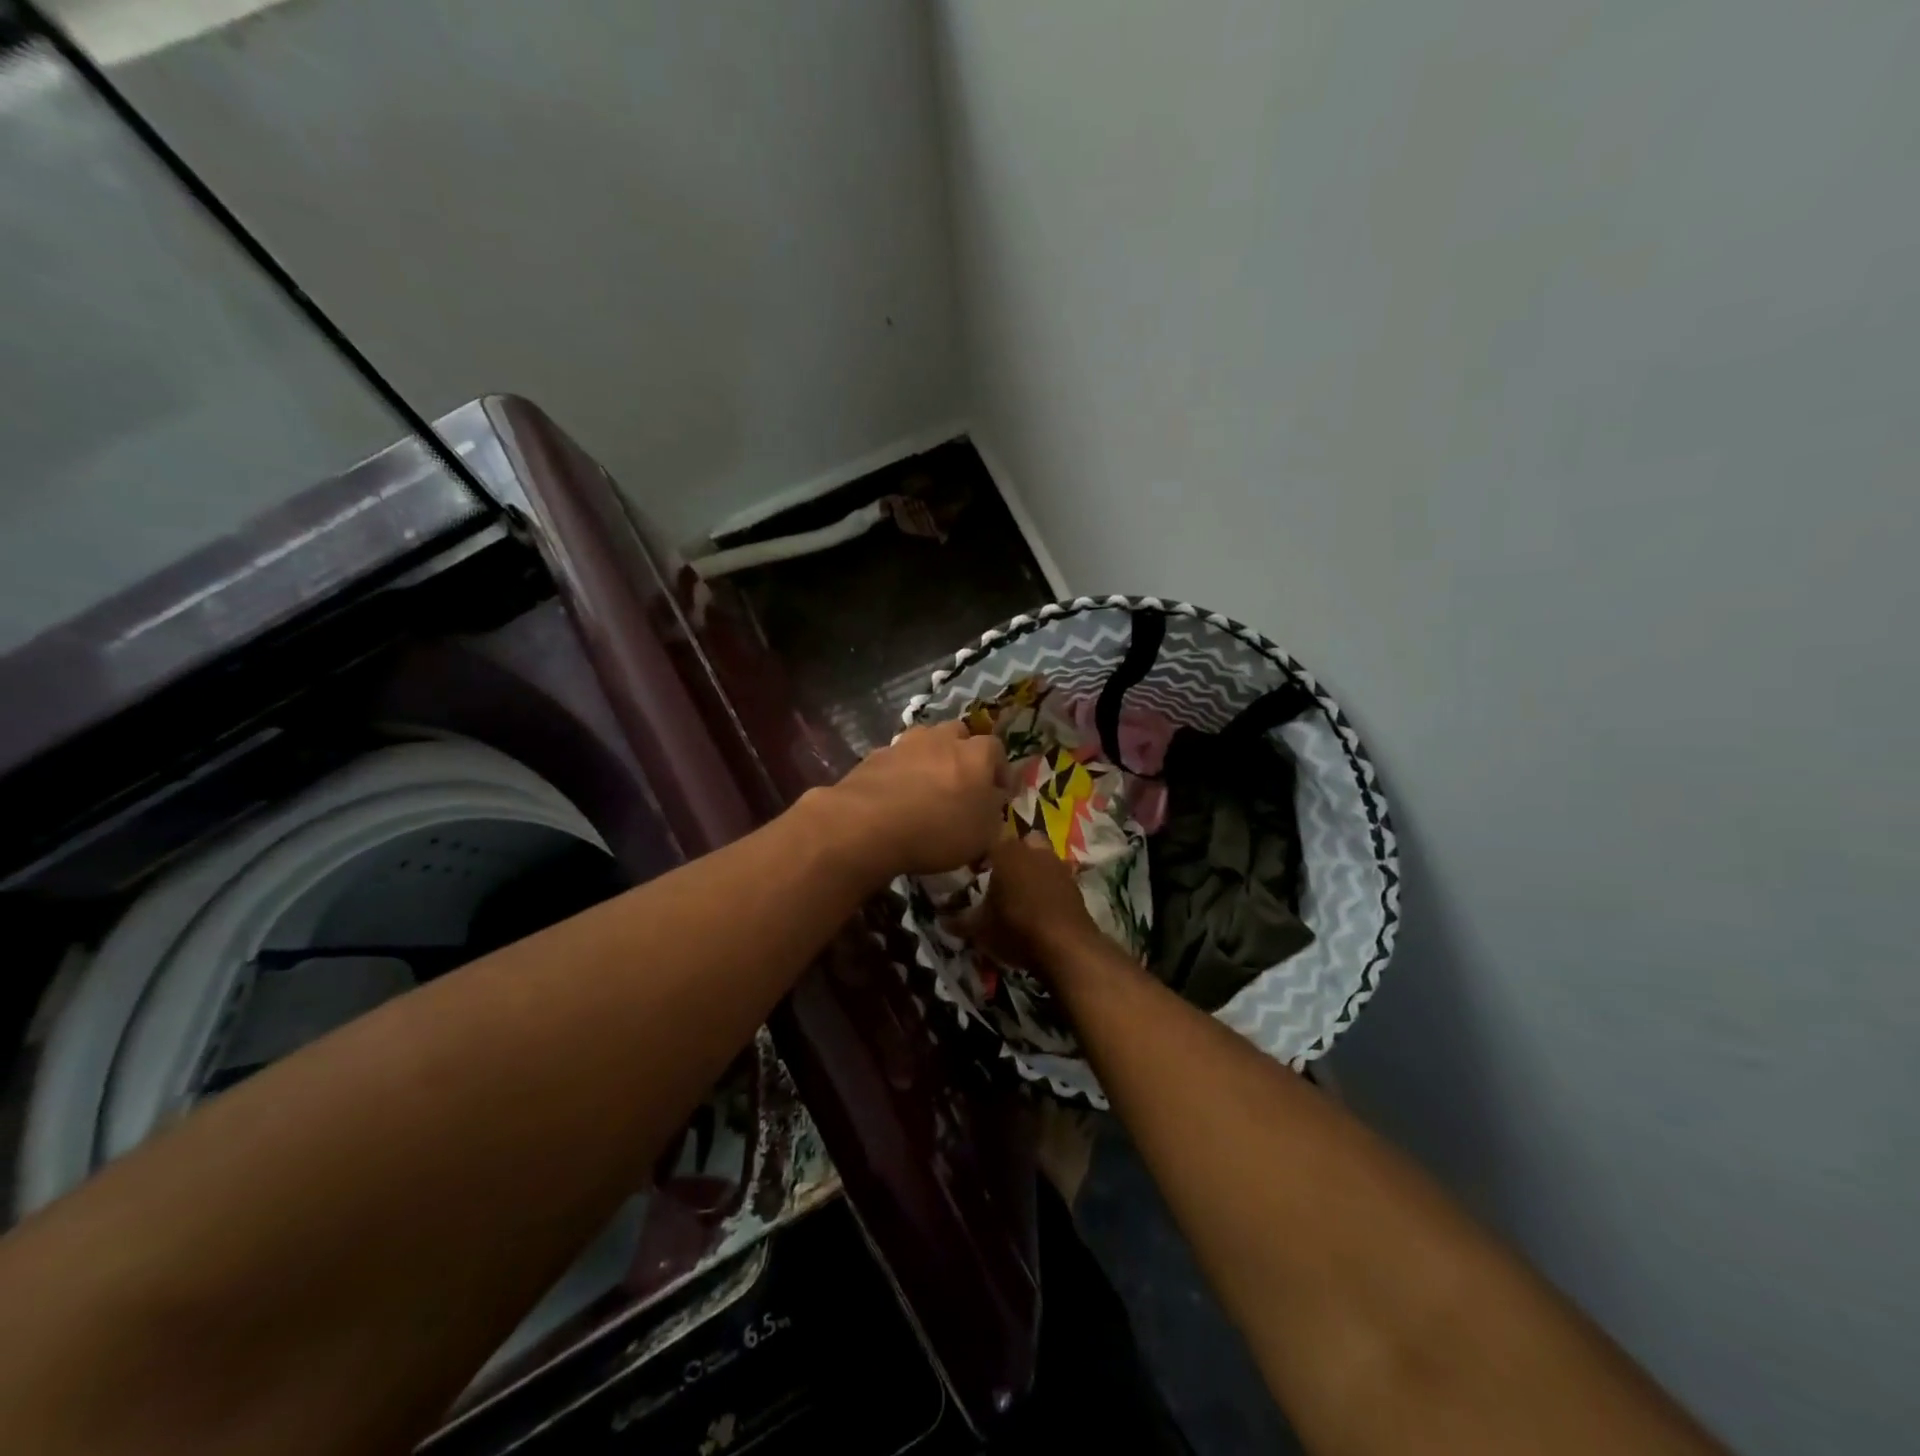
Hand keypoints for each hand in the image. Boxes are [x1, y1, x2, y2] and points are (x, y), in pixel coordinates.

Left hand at [809, 720, 1008, 884]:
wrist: (868, 824)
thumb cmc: (938, 831)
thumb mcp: (983, 835)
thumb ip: (993, 812)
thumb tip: (993, 799)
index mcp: (976, 754)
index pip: (996, 750)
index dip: (998, 770)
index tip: (996, 792)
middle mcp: (942, 739)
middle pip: (958, 734)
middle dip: (962, 753)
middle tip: (959, 782)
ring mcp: (905, 743)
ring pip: (924, 741)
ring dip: (929, 758)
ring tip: (925, 787)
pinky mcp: (875, 755)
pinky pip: (896, 758)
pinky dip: (900, 771)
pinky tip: (895, 795)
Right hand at [959, 833, 1102, 976]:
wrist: (1067, 947)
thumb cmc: (1016, 928)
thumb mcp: (979, 929)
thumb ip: (959, 920)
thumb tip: (941, 919)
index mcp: (1006, 851)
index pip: (987, 840)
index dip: (979, 855)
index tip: (972, 871)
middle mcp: (1033, 850)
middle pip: (1019, 844)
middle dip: (1010, 856)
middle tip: (998, 878)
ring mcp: (1058, 865)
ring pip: (1040, 858)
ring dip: (1031, 870)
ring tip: (1020, 894)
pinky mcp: (1075, 884)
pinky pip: (1055, 878)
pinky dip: (1047, 887)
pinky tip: (1039, 907)